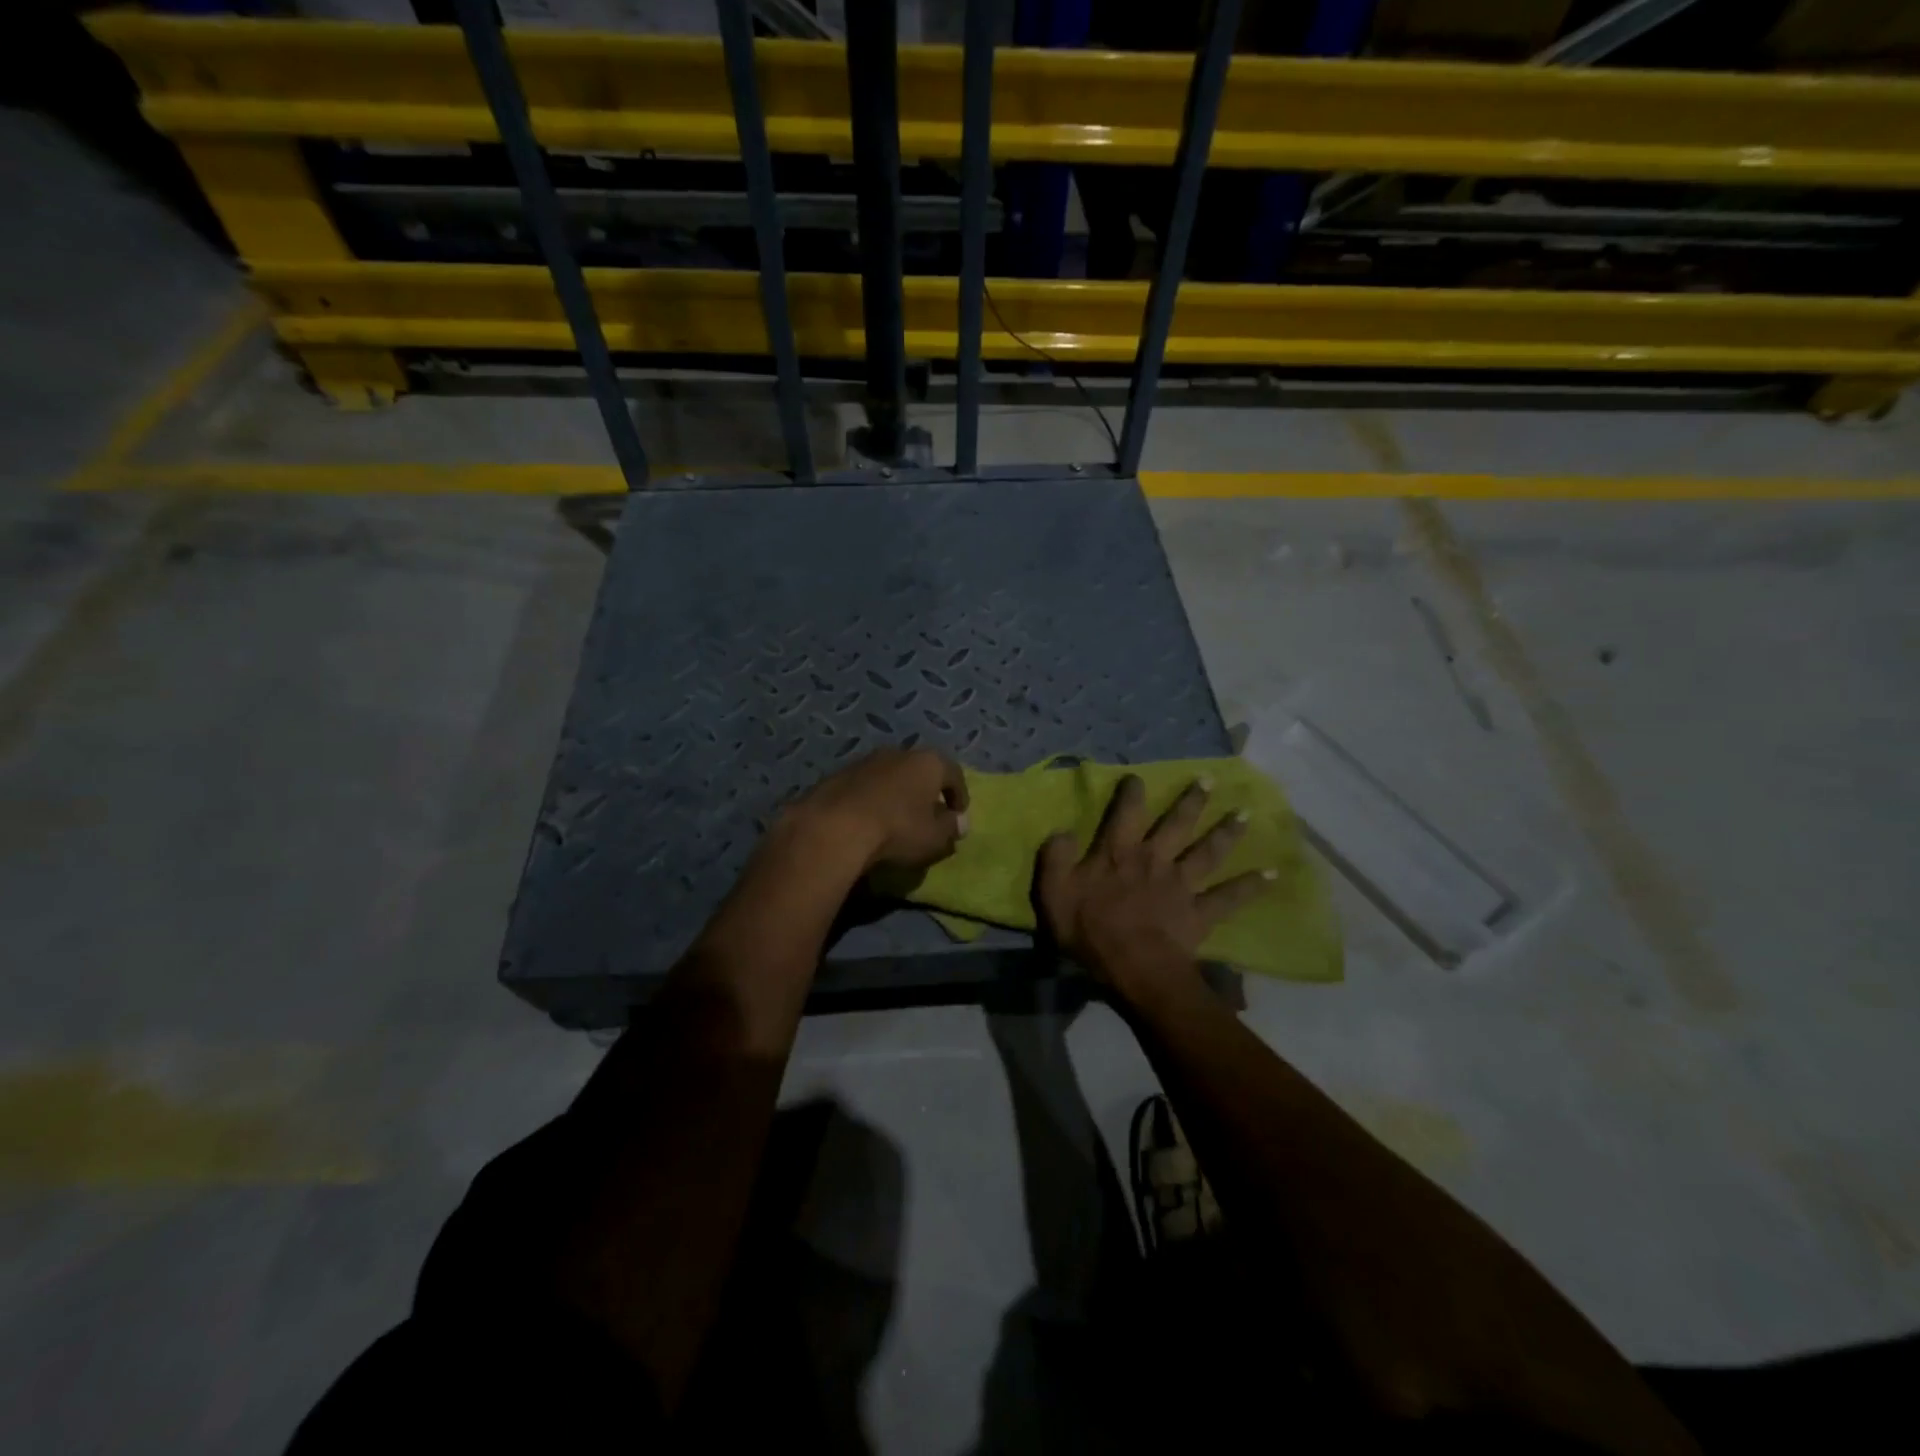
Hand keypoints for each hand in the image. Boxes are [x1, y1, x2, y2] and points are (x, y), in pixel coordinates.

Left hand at [786, 747, 969, 873]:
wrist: (834, 827)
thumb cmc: (897, 829)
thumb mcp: (934, 837)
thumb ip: (951, 828)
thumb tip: (960, 823)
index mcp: (928, 762)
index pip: (954, 774)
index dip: (959, 795)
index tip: (958, 815)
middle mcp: (898, 752)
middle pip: (920, 770)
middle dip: (925, 791)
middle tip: (927, 814)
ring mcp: (865, 761)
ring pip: (890, 776)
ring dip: (896, 794)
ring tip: (895, 819)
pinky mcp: (838, 774)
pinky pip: (864, 786)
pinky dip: (871, 800)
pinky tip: (868, 820)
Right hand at [1036, 774, 1270, 995]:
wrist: (1133, 967)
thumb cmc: (1090, 930)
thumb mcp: (1054, 893)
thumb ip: (1055, 858)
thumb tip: (1062, 830)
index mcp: (1118, 854)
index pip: (1125, 814)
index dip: (1131, 794)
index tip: (1138, 777)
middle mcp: (1154, 860)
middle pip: (1176, 824)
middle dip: (1191, 800)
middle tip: (1209, 779)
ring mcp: (1181, 884)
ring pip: (1207, 852)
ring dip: (1227, 832)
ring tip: (1245, 813)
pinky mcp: (1200, 912)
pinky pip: (1229, 897)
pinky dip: (1251, 886)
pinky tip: (1272, 875)